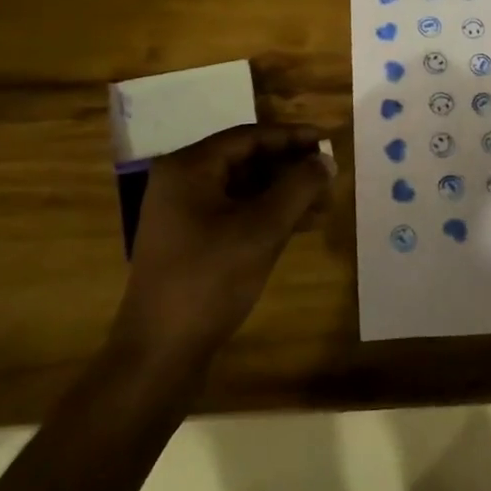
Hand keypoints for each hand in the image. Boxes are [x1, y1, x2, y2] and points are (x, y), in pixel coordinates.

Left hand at [113, 125, 333, 367]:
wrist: (160, 352)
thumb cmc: (209, 280)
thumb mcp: (261, 229)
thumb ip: (298, 188)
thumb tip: (326, 160)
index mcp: (189, 168)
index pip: (249, 137)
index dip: (291, 137)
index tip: (328, 142)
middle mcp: (182, 183)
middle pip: (246, 161)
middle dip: (290, 168)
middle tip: (330, 175)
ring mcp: (184, 214)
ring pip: (244, 189)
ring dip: (284, 193)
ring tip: (325, 203)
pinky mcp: (192, 241)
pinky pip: (236, 213)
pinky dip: (268, 215)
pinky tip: (302, 225)